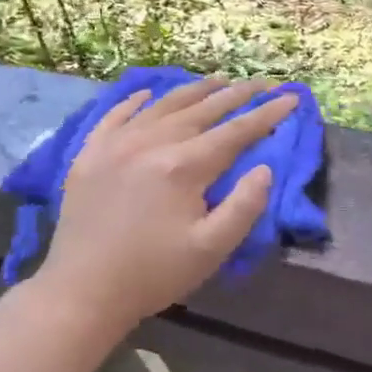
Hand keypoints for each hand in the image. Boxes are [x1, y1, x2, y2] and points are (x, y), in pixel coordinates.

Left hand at [31, 78, 295, 335]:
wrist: (81, 292)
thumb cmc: (153, 274)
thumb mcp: (211, 250)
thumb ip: (244, 206)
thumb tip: (265, 168)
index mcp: (183, 166)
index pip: (235, 132)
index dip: (266, 114)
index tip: (290, 98)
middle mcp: (150, 143)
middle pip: (202, 109)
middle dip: (237, 94)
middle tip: (262, 82)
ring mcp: (115, 144)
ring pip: (163, 105)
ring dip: (195, 90)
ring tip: (219, 79)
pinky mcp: (89, 154)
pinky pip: (115, 115)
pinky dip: (135, 101)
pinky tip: (148, 93)